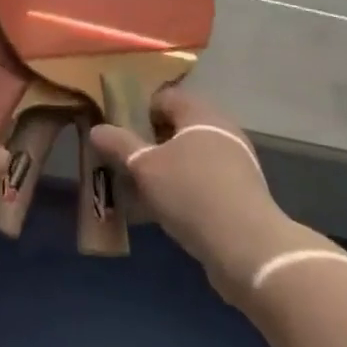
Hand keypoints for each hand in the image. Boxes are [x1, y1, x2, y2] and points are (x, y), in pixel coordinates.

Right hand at [90, 87, 297, 304]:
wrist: (249, 249)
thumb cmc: (191, 194)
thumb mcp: (145, 168)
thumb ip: (120, 145)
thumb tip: (97, 128)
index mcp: (200, 113)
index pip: (165, 97)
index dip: (140, 110)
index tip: (119, 130)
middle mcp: (222, 129)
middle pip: (179, 126)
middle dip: (152, 141)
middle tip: (127, 159)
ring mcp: (236, 162)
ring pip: (191, 156)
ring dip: (167, 168)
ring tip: (141, 188)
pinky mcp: (242, 193)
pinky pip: (204, 180)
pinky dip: (184, 188)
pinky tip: (165, 210)